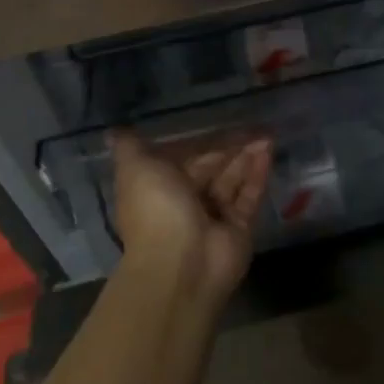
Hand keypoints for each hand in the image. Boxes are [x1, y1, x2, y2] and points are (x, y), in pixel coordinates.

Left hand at [108, 128, 269, 300]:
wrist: (181, 264)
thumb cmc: (156, 210)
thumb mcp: (136, 169)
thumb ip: (130, 148)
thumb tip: (114, 130)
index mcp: (161, 186)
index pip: (187, 156)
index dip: (205, 139)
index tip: (225, 118)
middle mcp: (187, 200)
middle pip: (214, 165)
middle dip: (232, 145)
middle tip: (257, 124)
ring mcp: (214, 216)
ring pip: (234, 178)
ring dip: (248, 155)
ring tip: (268, 134)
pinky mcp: (238, 228)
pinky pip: (249, 195)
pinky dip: (258, 173)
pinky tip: (269, 151)